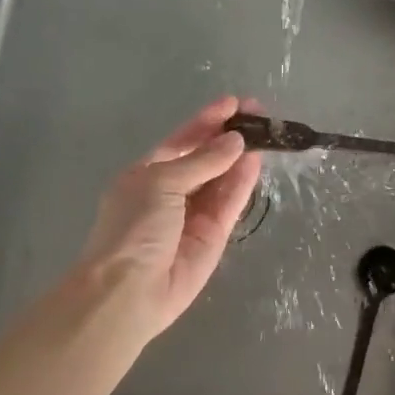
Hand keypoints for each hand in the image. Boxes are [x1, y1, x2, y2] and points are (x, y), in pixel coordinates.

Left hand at [74, 96, 262, 338]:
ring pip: (222, 178)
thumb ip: (202, 161)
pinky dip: (243, 182)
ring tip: (265, 133)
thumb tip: (235, 141)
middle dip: (228, 136)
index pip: (183, 140)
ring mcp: (194, 214)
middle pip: (206, 158)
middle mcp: (171, 191)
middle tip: (258, 114)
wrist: (129, 291)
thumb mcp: (161, 182)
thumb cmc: (133, 227)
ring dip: (241, 156)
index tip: (234, 103)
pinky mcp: (214, 236)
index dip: (207, 121)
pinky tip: (257, 161)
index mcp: (148, 173)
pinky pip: (231, 203)